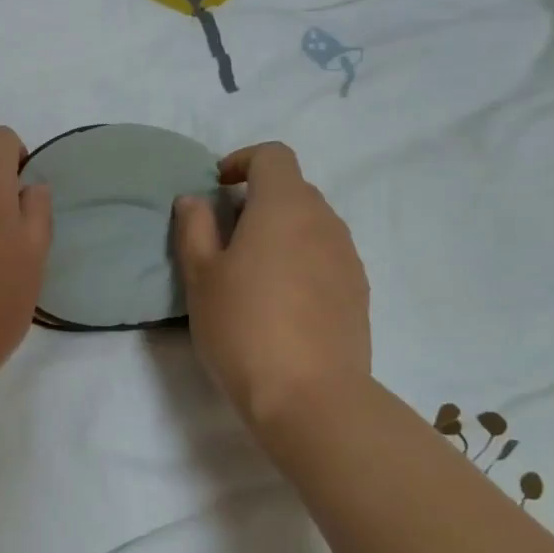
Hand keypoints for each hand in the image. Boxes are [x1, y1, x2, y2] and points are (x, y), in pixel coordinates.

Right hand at [173, 142, 370, 432]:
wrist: (309, 396)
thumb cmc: (242, 326)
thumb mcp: (200, 276)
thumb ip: (194, 228)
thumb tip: (195, 200)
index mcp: (284, 208)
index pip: (274, 156)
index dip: (243, 161)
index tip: (217, 186)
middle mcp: (324, 222)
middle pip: (294, 188)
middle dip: (258, 198)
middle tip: (224, 233)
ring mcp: (348, 257)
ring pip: (312, 223)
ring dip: (280, 230)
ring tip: (251, 270)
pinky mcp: (358, 291)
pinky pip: (325, 255)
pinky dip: (300, 257)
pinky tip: (279, 299)